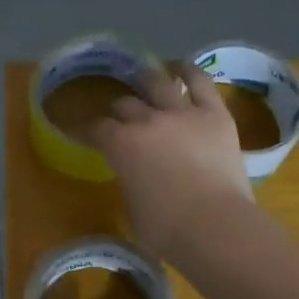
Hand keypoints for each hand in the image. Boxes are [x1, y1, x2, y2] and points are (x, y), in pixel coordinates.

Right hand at [89, 62, 253, 261]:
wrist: (215, 227)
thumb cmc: (166, 230)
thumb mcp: (132, 208)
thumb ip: (129, 181)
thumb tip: (135, 175)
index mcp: (120, 145)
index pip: (96, 129)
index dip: (87, 131)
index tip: (83, 133)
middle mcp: (147, 120)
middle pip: (125, 105)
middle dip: (118, 111)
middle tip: (120, 118)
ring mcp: (182, 113)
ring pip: (157, 84)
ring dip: (146, 81)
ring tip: (144, 79)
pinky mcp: (214, 114)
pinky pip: (200, 82)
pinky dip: (188, 72)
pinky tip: (180, 67)